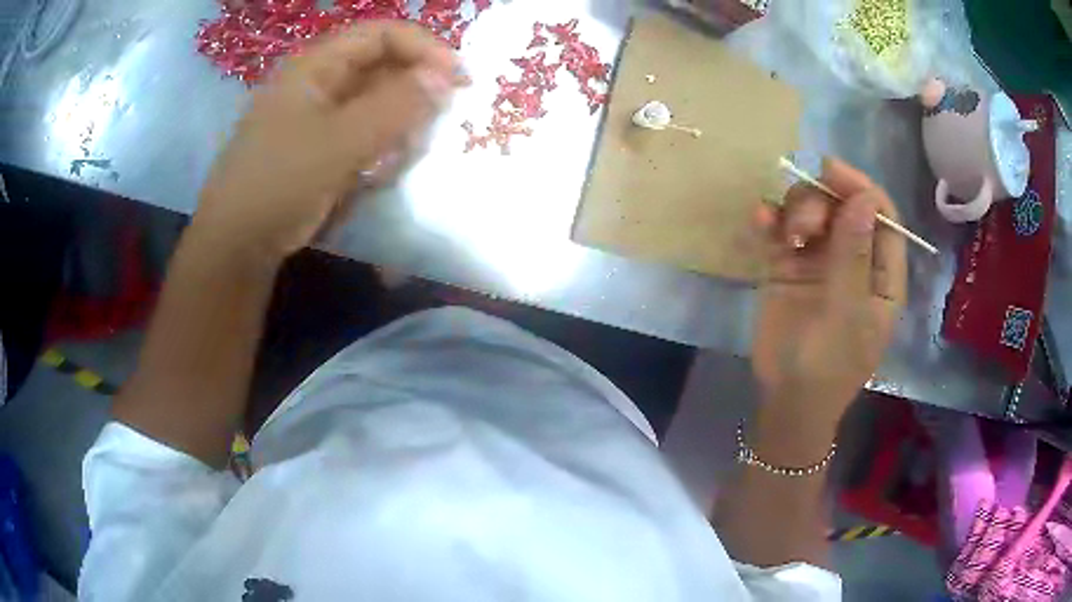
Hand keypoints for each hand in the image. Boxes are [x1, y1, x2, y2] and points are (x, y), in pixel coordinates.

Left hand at [193, 21, 459, 263]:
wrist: (236, 247)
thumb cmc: (278, 185)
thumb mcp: (339, 143)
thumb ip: (395, 106)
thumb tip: (446, 78)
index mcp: (316, 66)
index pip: (382, 34)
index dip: (425, 48)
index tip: (459, 81)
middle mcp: (319, 83)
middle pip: (383, 68)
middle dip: (411, 96)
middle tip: (427, 131)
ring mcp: (318, 116)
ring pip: (377, 105)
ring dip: (395, 130)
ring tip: (389, 164)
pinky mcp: (321, 147)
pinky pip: (364, 135)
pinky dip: (378, 151)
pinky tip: (371, 177)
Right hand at [752, 158, 906, 421]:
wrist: (787, 401)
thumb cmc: (829, 366)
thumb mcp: (847, 314)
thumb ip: (854, 256)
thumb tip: (863, 198)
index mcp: (882, 273)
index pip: (883, 216)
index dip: (861, 188)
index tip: (830, 173)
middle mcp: (855, 259)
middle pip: (844, 206)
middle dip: (823, 201)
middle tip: (803, 223)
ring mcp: (821, 261)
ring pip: (813, 211)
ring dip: (797, 209)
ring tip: (784, 234)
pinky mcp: (789, 265)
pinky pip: (782, 230)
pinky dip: (771, 219)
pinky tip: (759, 219)